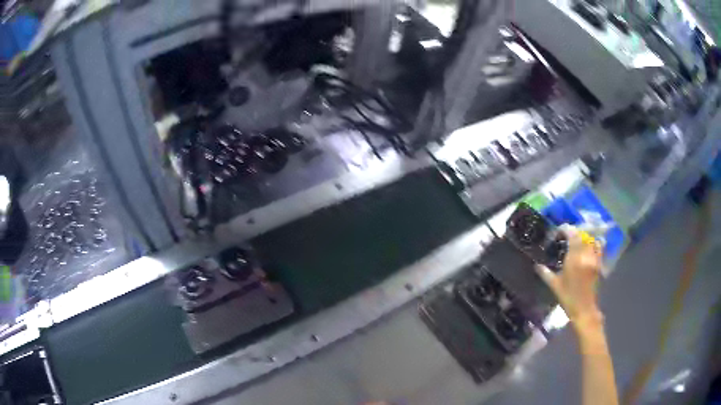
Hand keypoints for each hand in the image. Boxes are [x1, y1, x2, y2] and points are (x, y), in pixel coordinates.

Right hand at [536, 225, 603, 330]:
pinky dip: (594, 242)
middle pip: (581, 235)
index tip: (559, 231)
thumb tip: (536, 265)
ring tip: (577, 239)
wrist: (584, 309)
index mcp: (573, 258)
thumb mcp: (554, 285)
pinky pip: (599, 247)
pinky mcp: (599, 263)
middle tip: (566, 235)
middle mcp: (585, 254)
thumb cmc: (567, 297)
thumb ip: (545, 273)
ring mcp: (594, 258)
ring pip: (590, 239)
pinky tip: (589, 245)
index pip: (572, 234)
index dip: (565, 229)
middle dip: (573, 232)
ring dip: (583, 236)